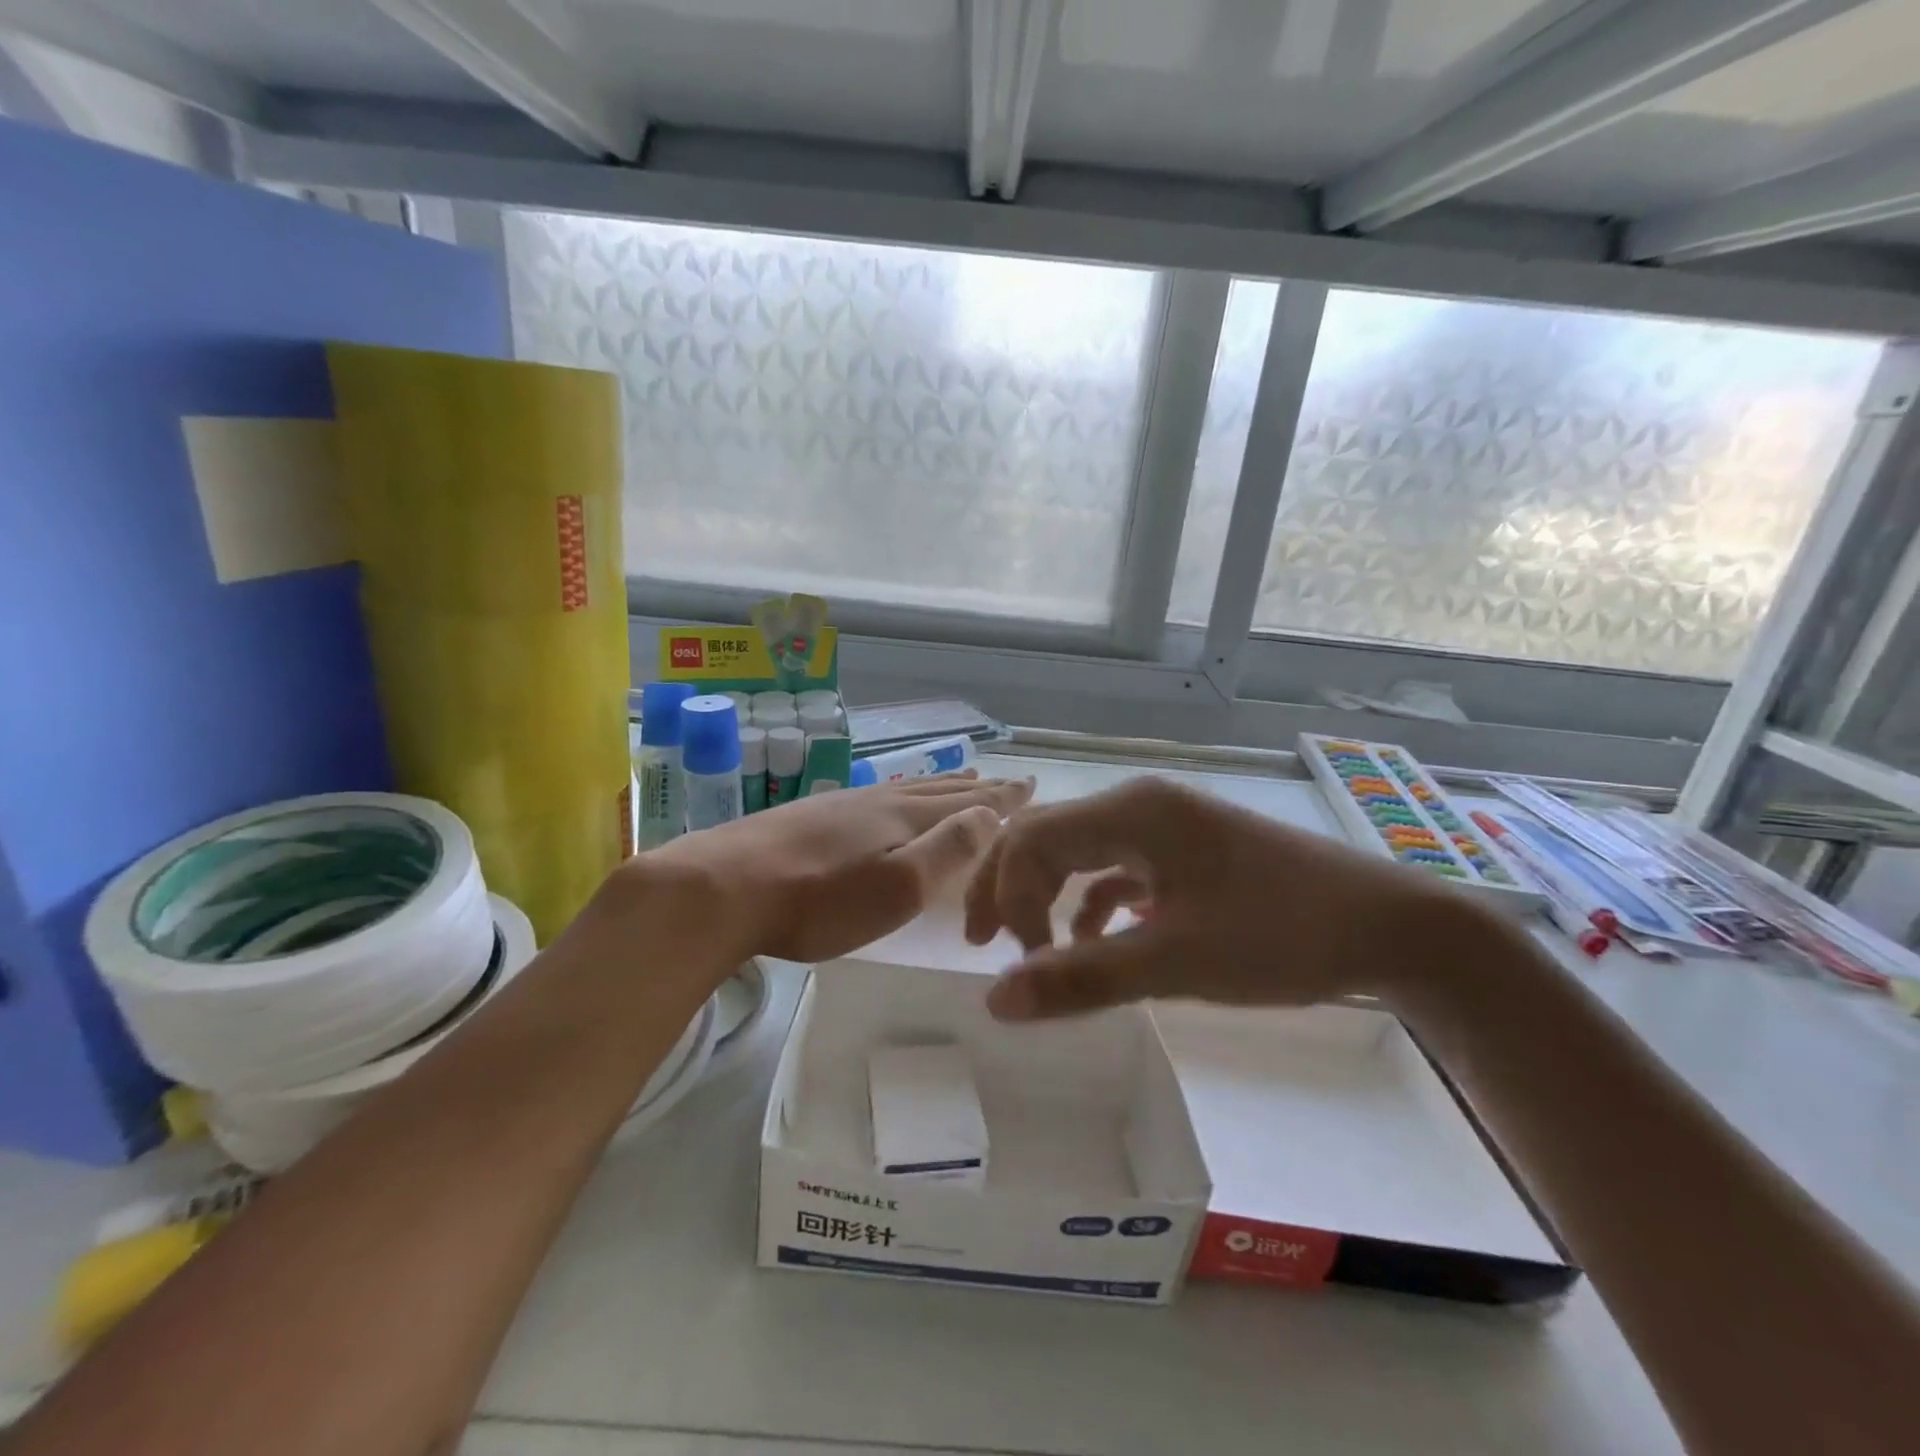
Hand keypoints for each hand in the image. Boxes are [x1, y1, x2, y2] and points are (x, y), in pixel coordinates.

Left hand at [641, 770, 1034, 963]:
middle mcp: (876, 801)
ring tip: (960, 779)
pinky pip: (874, 796)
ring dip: (940, 786)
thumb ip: (947, 848)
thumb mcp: (897, 885)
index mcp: (903, 817)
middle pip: (938, 789)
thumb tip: (989, 816)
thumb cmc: (819, 901)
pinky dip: (900, 793)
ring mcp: (839, 805)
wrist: (723, 888)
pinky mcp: (808, 816)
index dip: (1000, 798)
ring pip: (904, 789)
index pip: (966, 802)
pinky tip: (886, 799)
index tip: (1029, 785)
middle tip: (1005, 781)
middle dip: (977, 788)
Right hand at [964, 775, 1465, 1020]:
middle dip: (1011, 888)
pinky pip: (1118, 868)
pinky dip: (1094, 902)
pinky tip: (1096, 939)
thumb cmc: (1280, 935)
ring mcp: (1167, 826)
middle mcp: (1140, 805)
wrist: (1392, 929)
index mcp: (1132, 812)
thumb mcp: (1175, 962)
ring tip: (1032, 949)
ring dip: (1048, 895)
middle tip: (987, 947)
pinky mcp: (1189, 853)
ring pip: (1080, 852)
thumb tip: (995, 1001)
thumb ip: (1082, 978)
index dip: (1006, 896)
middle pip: (1047, 836)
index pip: (1031, 838)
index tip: (1013, 963)